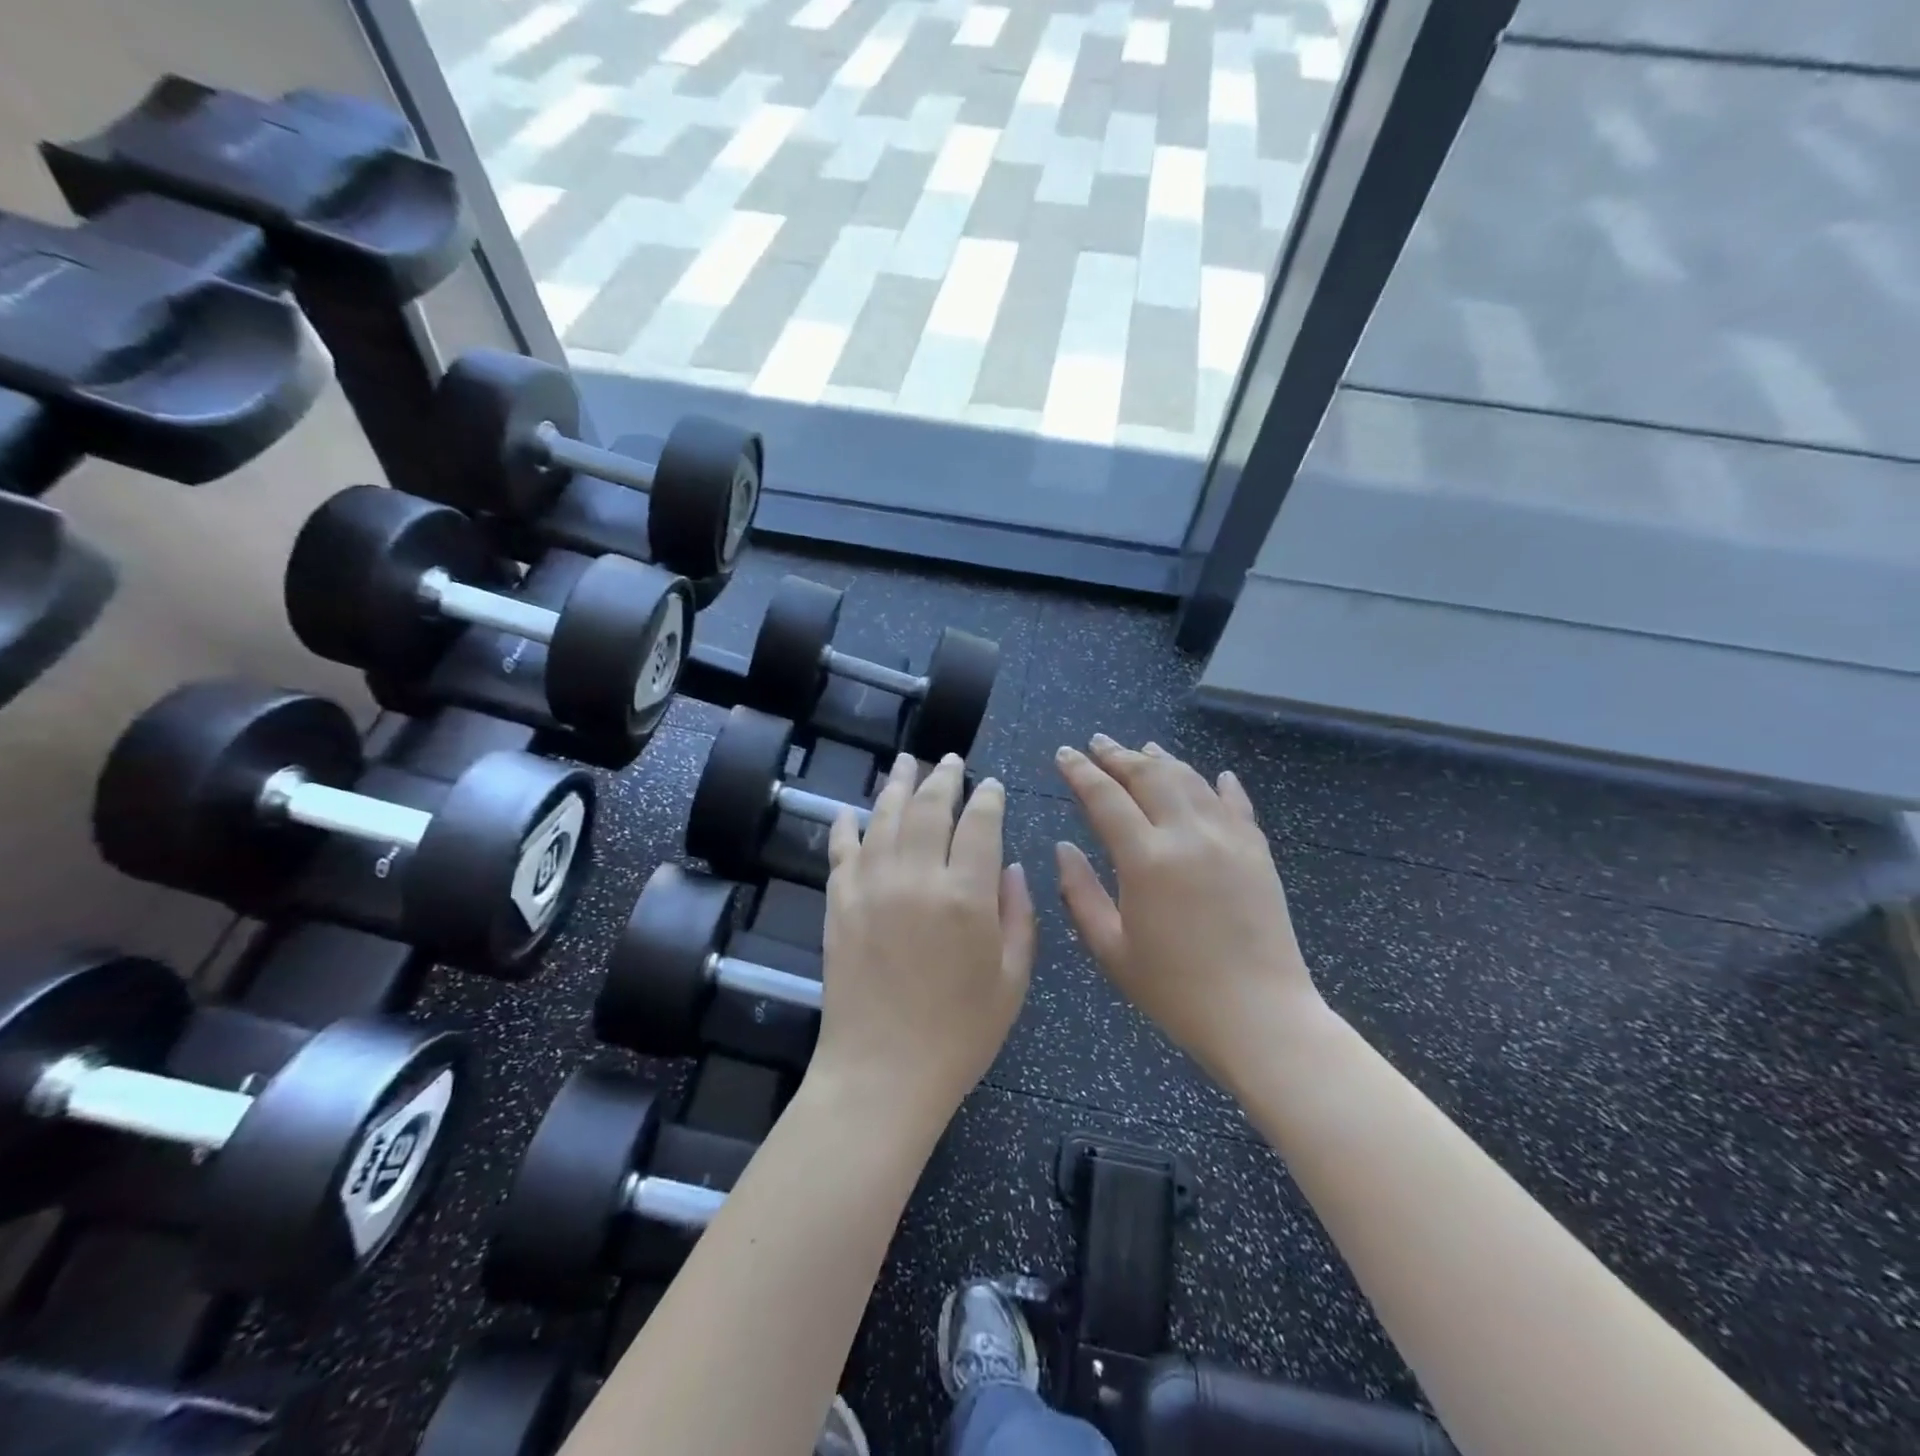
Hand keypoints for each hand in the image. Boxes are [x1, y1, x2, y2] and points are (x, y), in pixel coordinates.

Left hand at [817, 753, 1034, 1121]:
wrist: (881, 1074)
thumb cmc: (959, 1035)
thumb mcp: (1012, 980)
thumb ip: (1018, 915)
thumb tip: (1010, 866)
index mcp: (966, 896)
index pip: (980, 824)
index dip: (988, 798)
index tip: (991, 785)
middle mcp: (916, 878)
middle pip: (929, 808)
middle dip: (942, 778)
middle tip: (949, 760)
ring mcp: (870, 887)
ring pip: (883, 817)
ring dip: (896, 785)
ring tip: (904, 762)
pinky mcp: (837, 904)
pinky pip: (841, 851)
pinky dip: (845, 826)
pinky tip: (850, 811)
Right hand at [1054, 735, 1327, 1086]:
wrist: (1261, 1017)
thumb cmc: (1175, 991)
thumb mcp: (1110, 950)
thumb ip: (1080, 893)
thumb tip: (1063, 848)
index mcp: (1146, 859)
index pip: (1105, 797)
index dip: (1080, 771)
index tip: (1064, 753)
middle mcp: (1188, 835)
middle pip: (1149, 775)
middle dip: (1118, 755)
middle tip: (1097, 743)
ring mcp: (1229, 839)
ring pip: (1191, 780)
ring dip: (1162, 760)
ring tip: (1143, 748)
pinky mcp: (1258, 852)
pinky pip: (1236, 804)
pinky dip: (1220, 785)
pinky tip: (1215, 775)